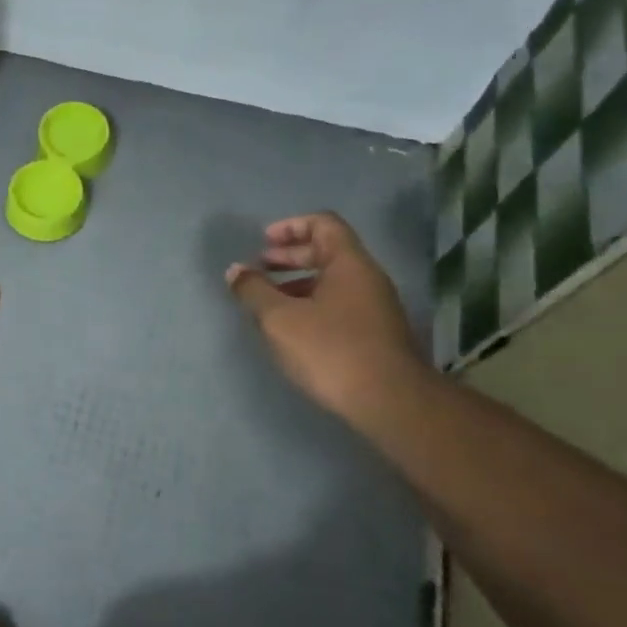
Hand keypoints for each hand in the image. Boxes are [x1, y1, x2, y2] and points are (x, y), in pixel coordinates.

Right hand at [225, 211, 426, 422]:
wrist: (391, 403)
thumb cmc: (331, 350)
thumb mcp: (280, 319)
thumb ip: (254, 291)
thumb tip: (236, 271)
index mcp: (349, 263)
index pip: (323, 224)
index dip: (291, 227)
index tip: (263, 242)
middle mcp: (367, 278)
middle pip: (327, 252)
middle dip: (289, 257)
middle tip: (259, 269)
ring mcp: (376, 308)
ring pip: (332, 282)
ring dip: (298, 284)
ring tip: (269, 302)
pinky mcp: (376, 335)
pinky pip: (339, 305)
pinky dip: (312, 306)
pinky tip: (293, 330)